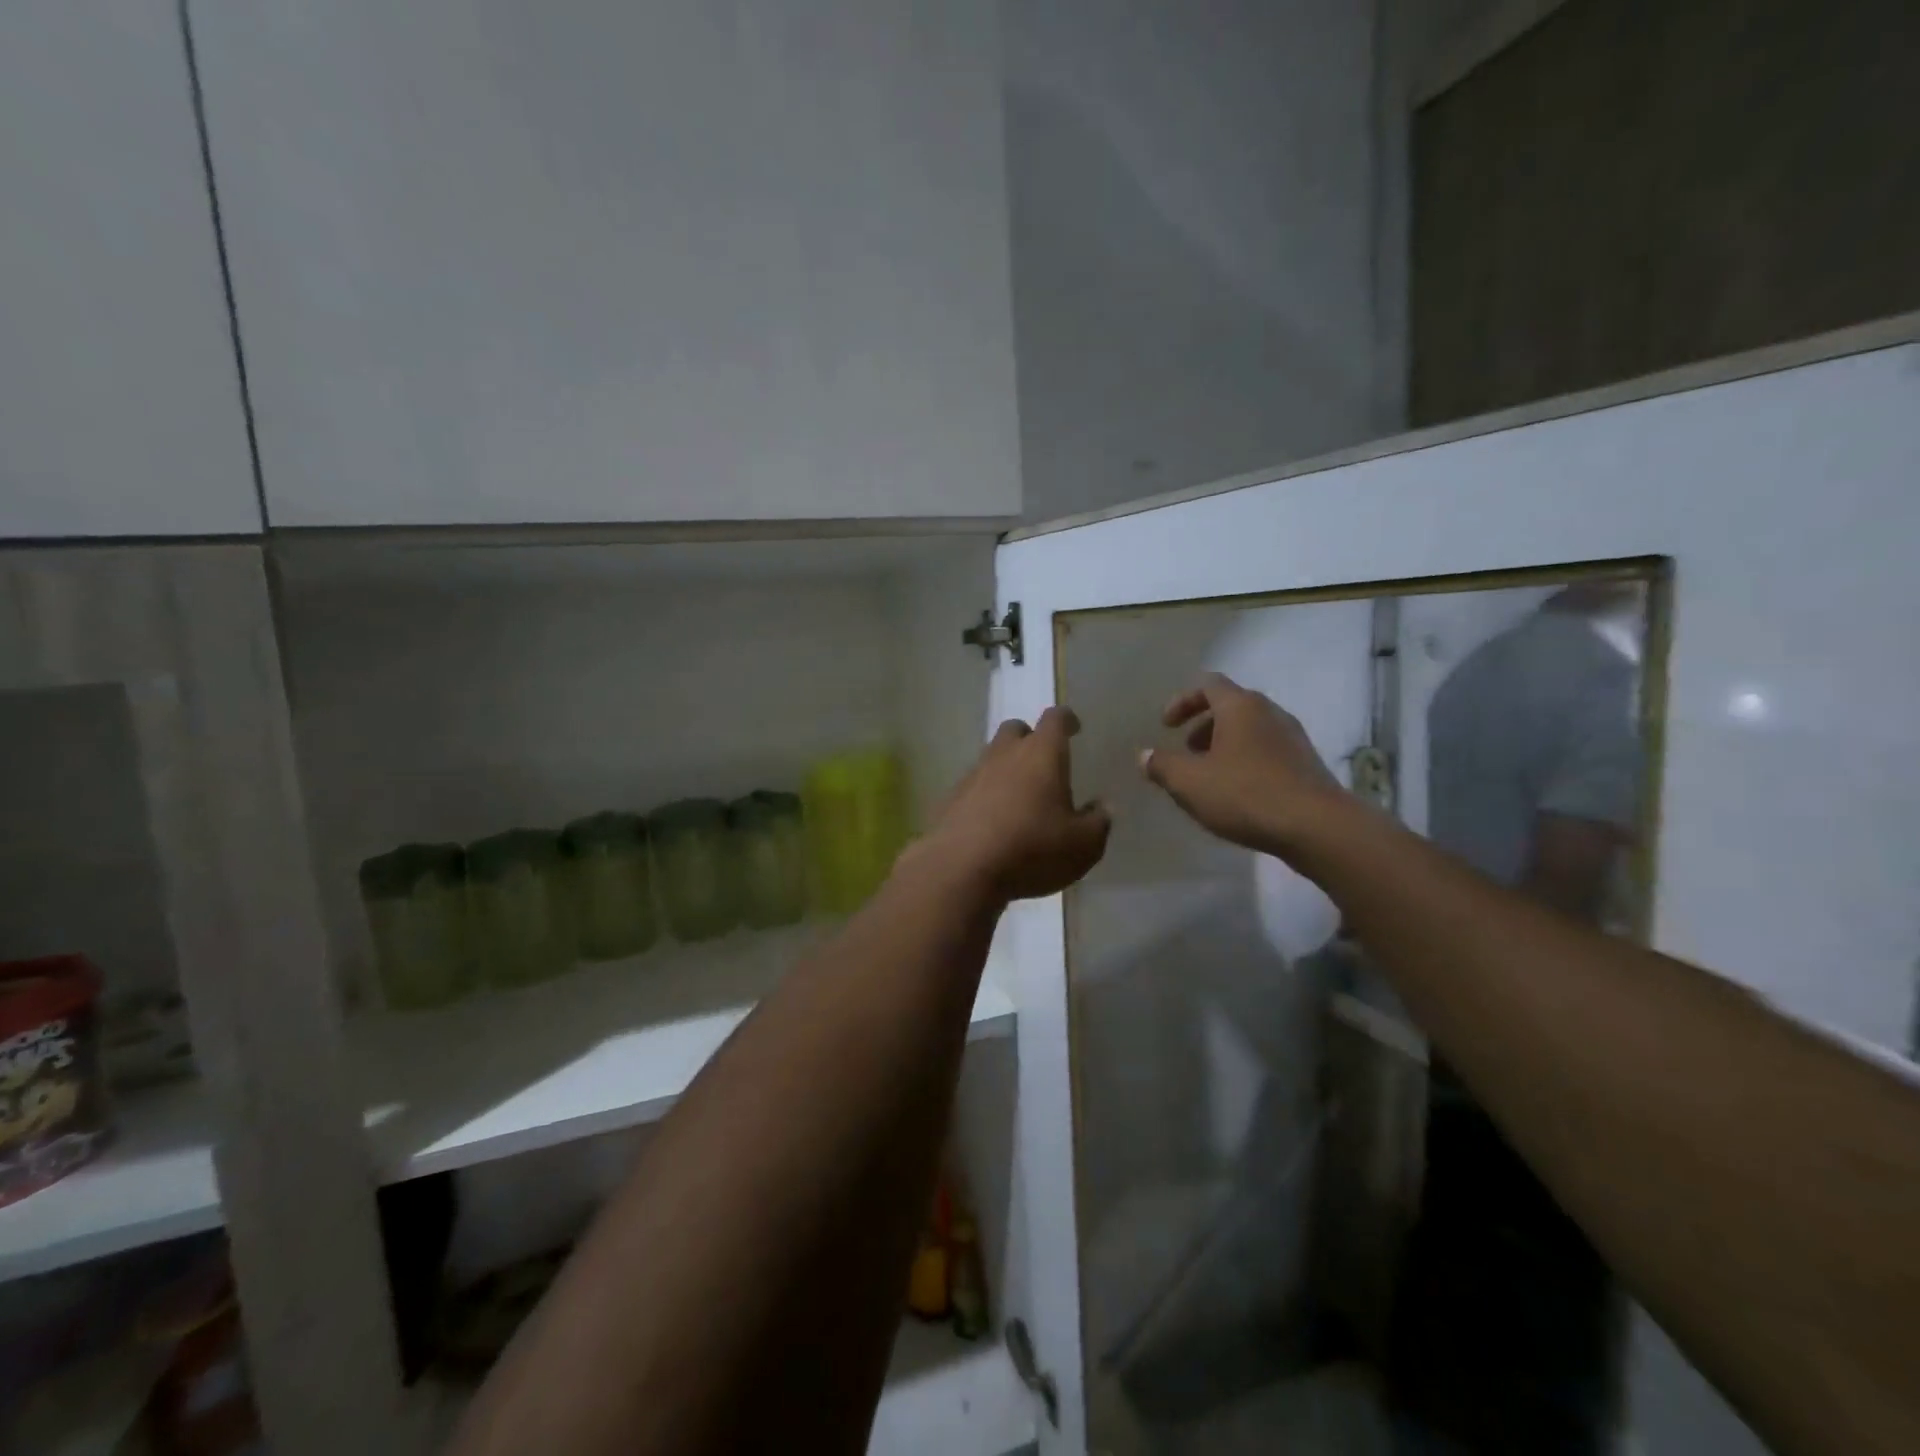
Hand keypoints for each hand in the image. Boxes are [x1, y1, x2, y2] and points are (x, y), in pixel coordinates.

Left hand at [915, 706, 1110, 902]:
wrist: (961, 868)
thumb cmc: (1032, 848)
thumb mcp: (1083, 845)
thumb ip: (1098, 823)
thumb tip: (1102, 807)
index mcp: (1042, 754)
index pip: (1055, 719)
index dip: (1066, 720)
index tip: (1073, 728)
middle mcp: (1005, 754)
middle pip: (1015, 730)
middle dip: (1029, 739)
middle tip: (1043, 762)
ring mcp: (973, 775)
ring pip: (991, 758)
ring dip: (1006, 769)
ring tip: (1020, 798)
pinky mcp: (951, 799)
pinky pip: (973, 787)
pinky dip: (985, 796)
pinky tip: (992, 822)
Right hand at [1139, 672, 1351, 857]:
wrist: (1317, 827)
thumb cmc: (1245, 794)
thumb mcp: (1189, 782)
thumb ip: (1162, 765)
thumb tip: (1144, 755)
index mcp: (1240, 706)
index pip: (1207, 684)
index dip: (1182, 701)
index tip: (1166, 726)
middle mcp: (1269, 712)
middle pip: (1230, 706)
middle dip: (1202, 726)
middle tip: (1186, 752)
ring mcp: (1293, 737)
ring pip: (1250, 730)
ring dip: (1224, 745)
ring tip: (1209, 777)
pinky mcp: (1306, 763)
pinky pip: (1267, 751)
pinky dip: (1245, 761)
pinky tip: (1238, 793)